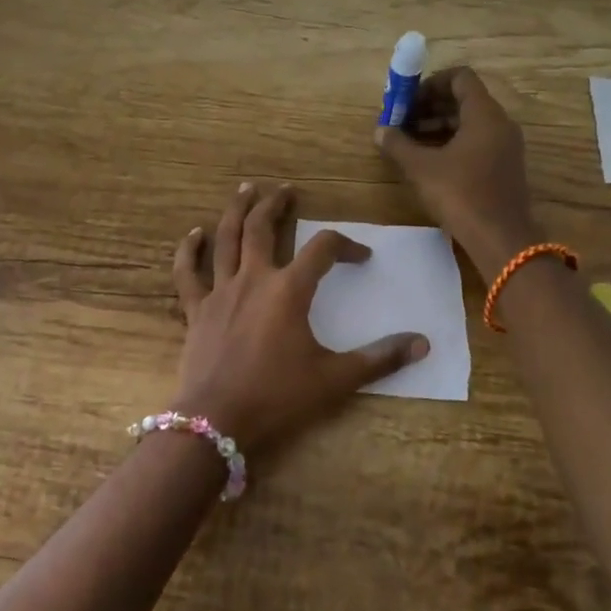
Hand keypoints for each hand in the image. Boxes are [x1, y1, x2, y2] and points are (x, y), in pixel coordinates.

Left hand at [171, 182, 428, 456]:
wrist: (217, 421)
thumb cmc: (278, 397)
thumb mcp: (335, 380)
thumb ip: (379, 359)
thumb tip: (422, 344)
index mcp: (289, 290)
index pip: (323, 249)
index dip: (346, 245)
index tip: (361, 256)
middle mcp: (254, 279)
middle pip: (263, 227)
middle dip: (276, 204)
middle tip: (286, 189)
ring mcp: (220, 291)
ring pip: (226, 239)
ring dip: (236, 211)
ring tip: (245, 189)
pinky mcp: (196, 310)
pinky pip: (188, 273)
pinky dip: (189, 251)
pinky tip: (192, 234)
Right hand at [374, 67, 540, 280]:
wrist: (501, 239)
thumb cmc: (461, 195)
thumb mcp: (422, 168)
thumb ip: (398, 145)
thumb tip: (380, 131)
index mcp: (484, 114)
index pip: (460, 77)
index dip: (431, 83)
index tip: (408, 100)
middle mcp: (500, 123)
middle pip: (464, 100)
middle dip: (430, 106)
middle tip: (402, 121)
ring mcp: (505, 146)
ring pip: (470, 123)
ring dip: (439, 126)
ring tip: (410, 142)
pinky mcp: (504, 167)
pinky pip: (477, 142)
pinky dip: (453, 143)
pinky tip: (429, 161)